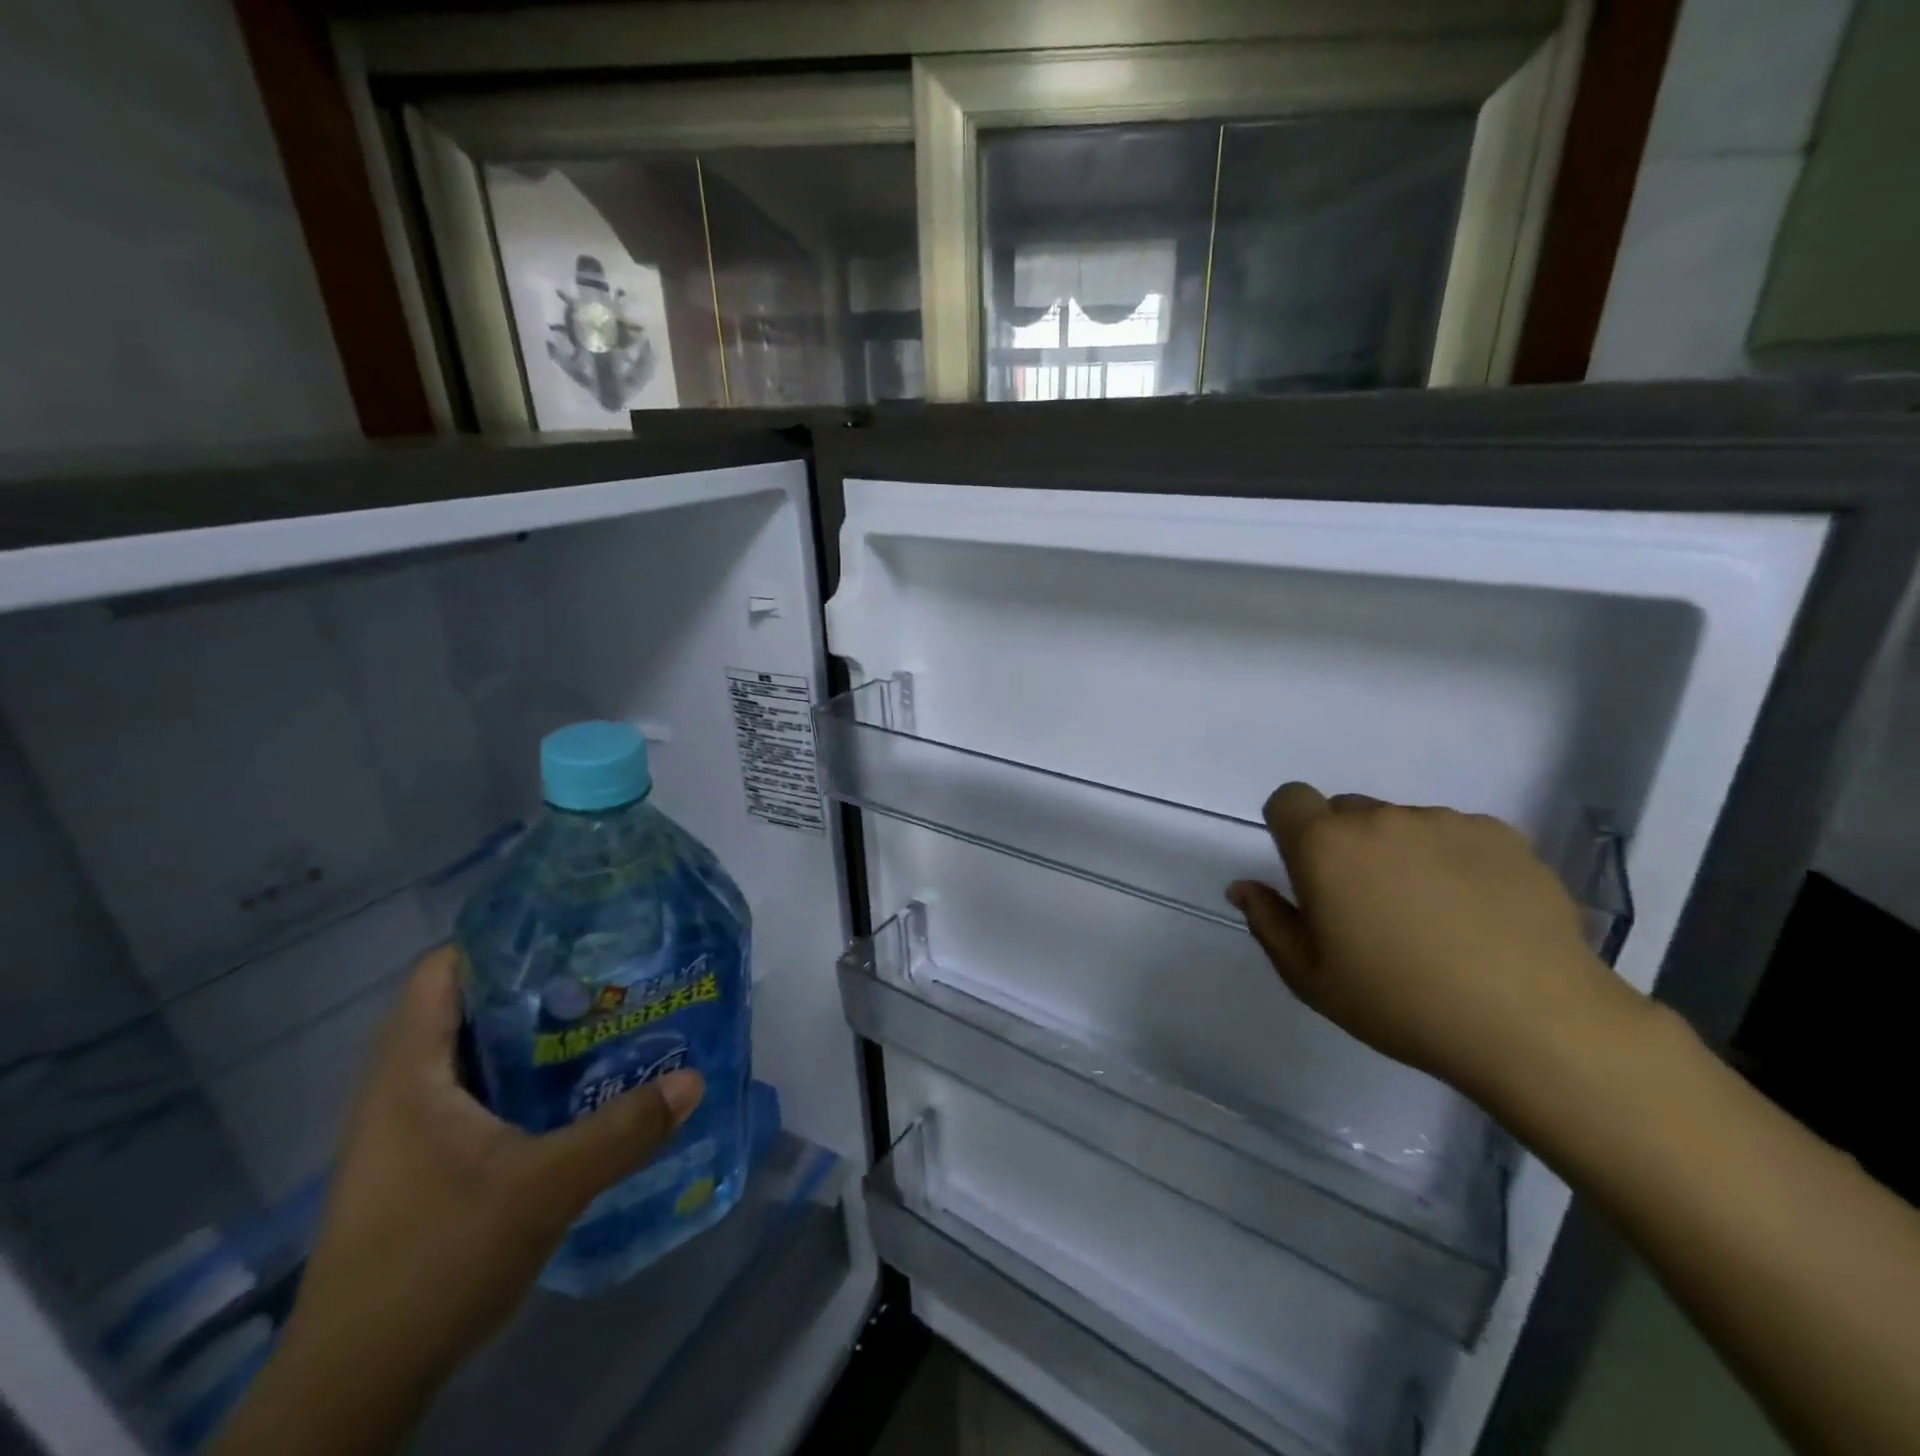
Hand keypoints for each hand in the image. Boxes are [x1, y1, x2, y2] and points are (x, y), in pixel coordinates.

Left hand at [214, 948, 702, 1453]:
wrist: (356, 1384)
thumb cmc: (435, 1261)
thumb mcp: (544, 1189)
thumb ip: (622, 1131)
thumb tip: (693, 1079)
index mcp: (409, 1073)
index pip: (444, 970)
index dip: (502, 938)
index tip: (570, 929)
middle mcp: (399, 1089)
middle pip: (465, 1006)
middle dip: (533, 983)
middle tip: (604, 971)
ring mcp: (406, 1130)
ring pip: (472, 1053)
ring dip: (529, 1034)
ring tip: (599, 1019)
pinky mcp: (420, 1164)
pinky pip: (474, 1093)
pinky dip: (520, 1078)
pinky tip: (571, 1089)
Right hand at [1227, 782, 1646, 1104]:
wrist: (1534, 1023)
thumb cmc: (1400, 1003)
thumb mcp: (1311, 977)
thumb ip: (1269, 922)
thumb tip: (1244, 886)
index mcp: (1325, 846)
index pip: (1288, 799)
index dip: (1291, 828)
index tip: (1308, 873)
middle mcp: (1380, 818)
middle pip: (1346, 812)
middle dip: (1346, 847)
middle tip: (1371, 908)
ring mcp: (1444, 822)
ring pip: (1403, 825)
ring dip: (1402, 855)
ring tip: (1436, 918)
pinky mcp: (1501, 835)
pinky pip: (1457, 836)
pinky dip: (1455, 862)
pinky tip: (1480, 915)